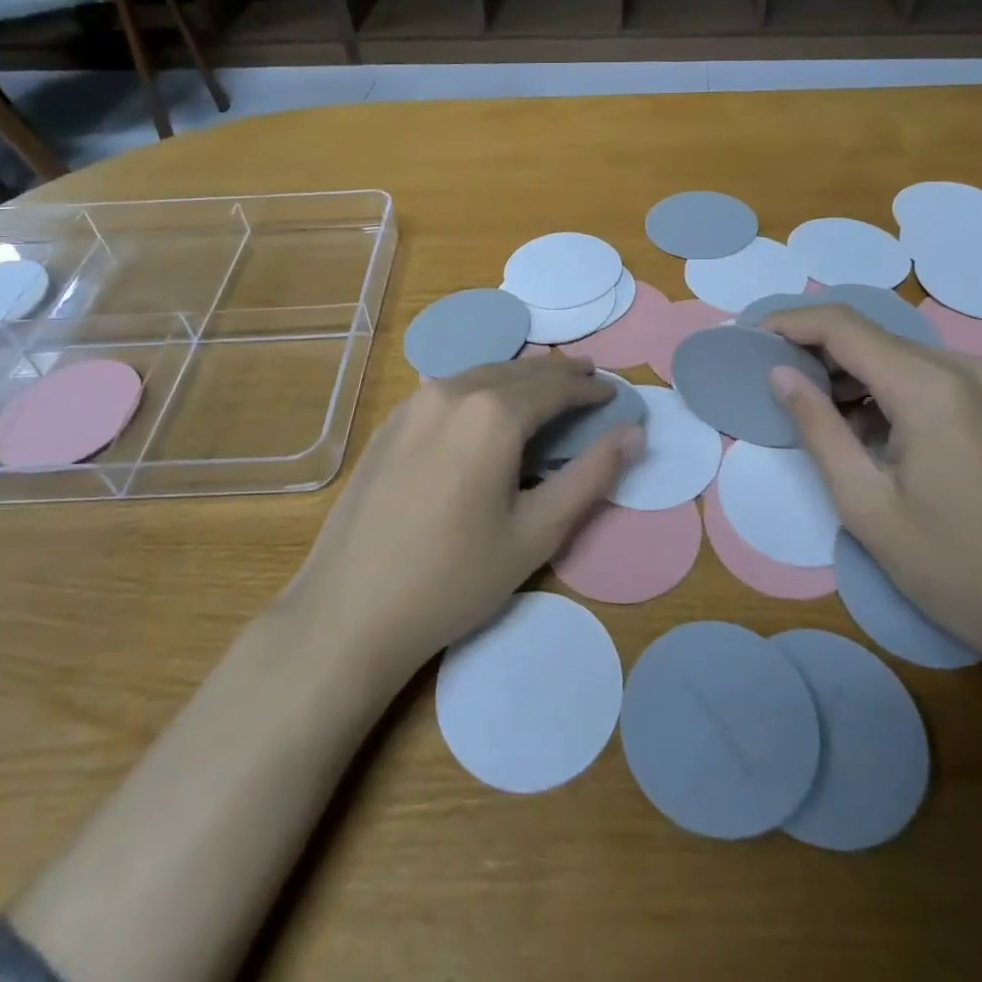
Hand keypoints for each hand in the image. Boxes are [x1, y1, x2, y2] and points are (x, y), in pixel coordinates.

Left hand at [284, 353, 641, 682]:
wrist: (349, 610)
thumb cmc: (453, 578)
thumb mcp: (536, 533)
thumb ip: (590, 477)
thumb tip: (633, 433)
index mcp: (493, 413)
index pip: (556, 385)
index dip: (590, 388)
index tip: (614, 394)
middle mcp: (453, 391)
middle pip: (519, 371)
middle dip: (559, 374)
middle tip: (589, 380)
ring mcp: (415, 403)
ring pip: (482, 374)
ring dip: (521, 378)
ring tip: (546, 388)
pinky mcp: (391, 423)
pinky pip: (451, 390)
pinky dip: (483, 389)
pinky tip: (488, 407)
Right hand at [762, 306, 981, 668]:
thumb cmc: (955, 568)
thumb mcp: (866, 504)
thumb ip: (817, 428)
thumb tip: (779, 374)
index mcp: (930, 388)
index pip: (843, 326)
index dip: (789, 323)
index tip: (748, 339)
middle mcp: (963, 368)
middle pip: (869, 335)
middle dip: (813, 349)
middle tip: (769, 380)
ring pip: (895, 354)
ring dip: (847, 372)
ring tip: (809, 409)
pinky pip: (923, 376)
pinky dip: (881, 388)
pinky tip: (861, 427)